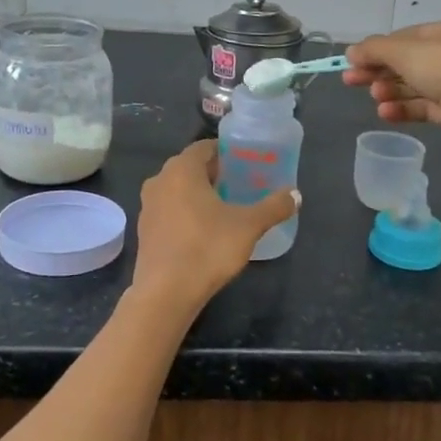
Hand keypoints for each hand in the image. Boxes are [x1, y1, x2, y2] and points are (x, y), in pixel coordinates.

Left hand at [129, 140, 298, 311]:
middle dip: (214, 174)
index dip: (225, 152)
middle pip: (190, 168)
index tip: (244, 162)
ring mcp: (147, 207)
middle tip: (240, 184)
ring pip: (177, 190)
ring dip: (198, 194)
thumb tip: (296, 195)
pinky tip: (204, 231)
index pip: (204, 147)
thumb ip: (273, 207)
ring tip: (224, 207)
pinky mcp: (144, 231)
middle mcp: (159, 181)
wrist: (166, 293)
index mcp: (181, 170)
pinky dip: (185, 213)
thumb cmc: (207, 248)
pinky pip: (169, 211)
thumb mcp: (248, 226)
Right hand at [344, 15, 440, 159]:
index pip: (412, 35)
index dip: (381, 47)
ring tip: (375, 98)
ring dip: (392, 90)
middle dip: (381, 71)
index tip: (354, 60)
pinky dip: (405, 109)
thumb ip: (376, 50)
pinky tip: (385, 113)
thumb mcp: (408, 52)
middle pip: (413, 61)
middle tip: (351, 80)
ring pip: (419, 85)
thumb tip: (351, 52)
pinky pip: (427, 107)